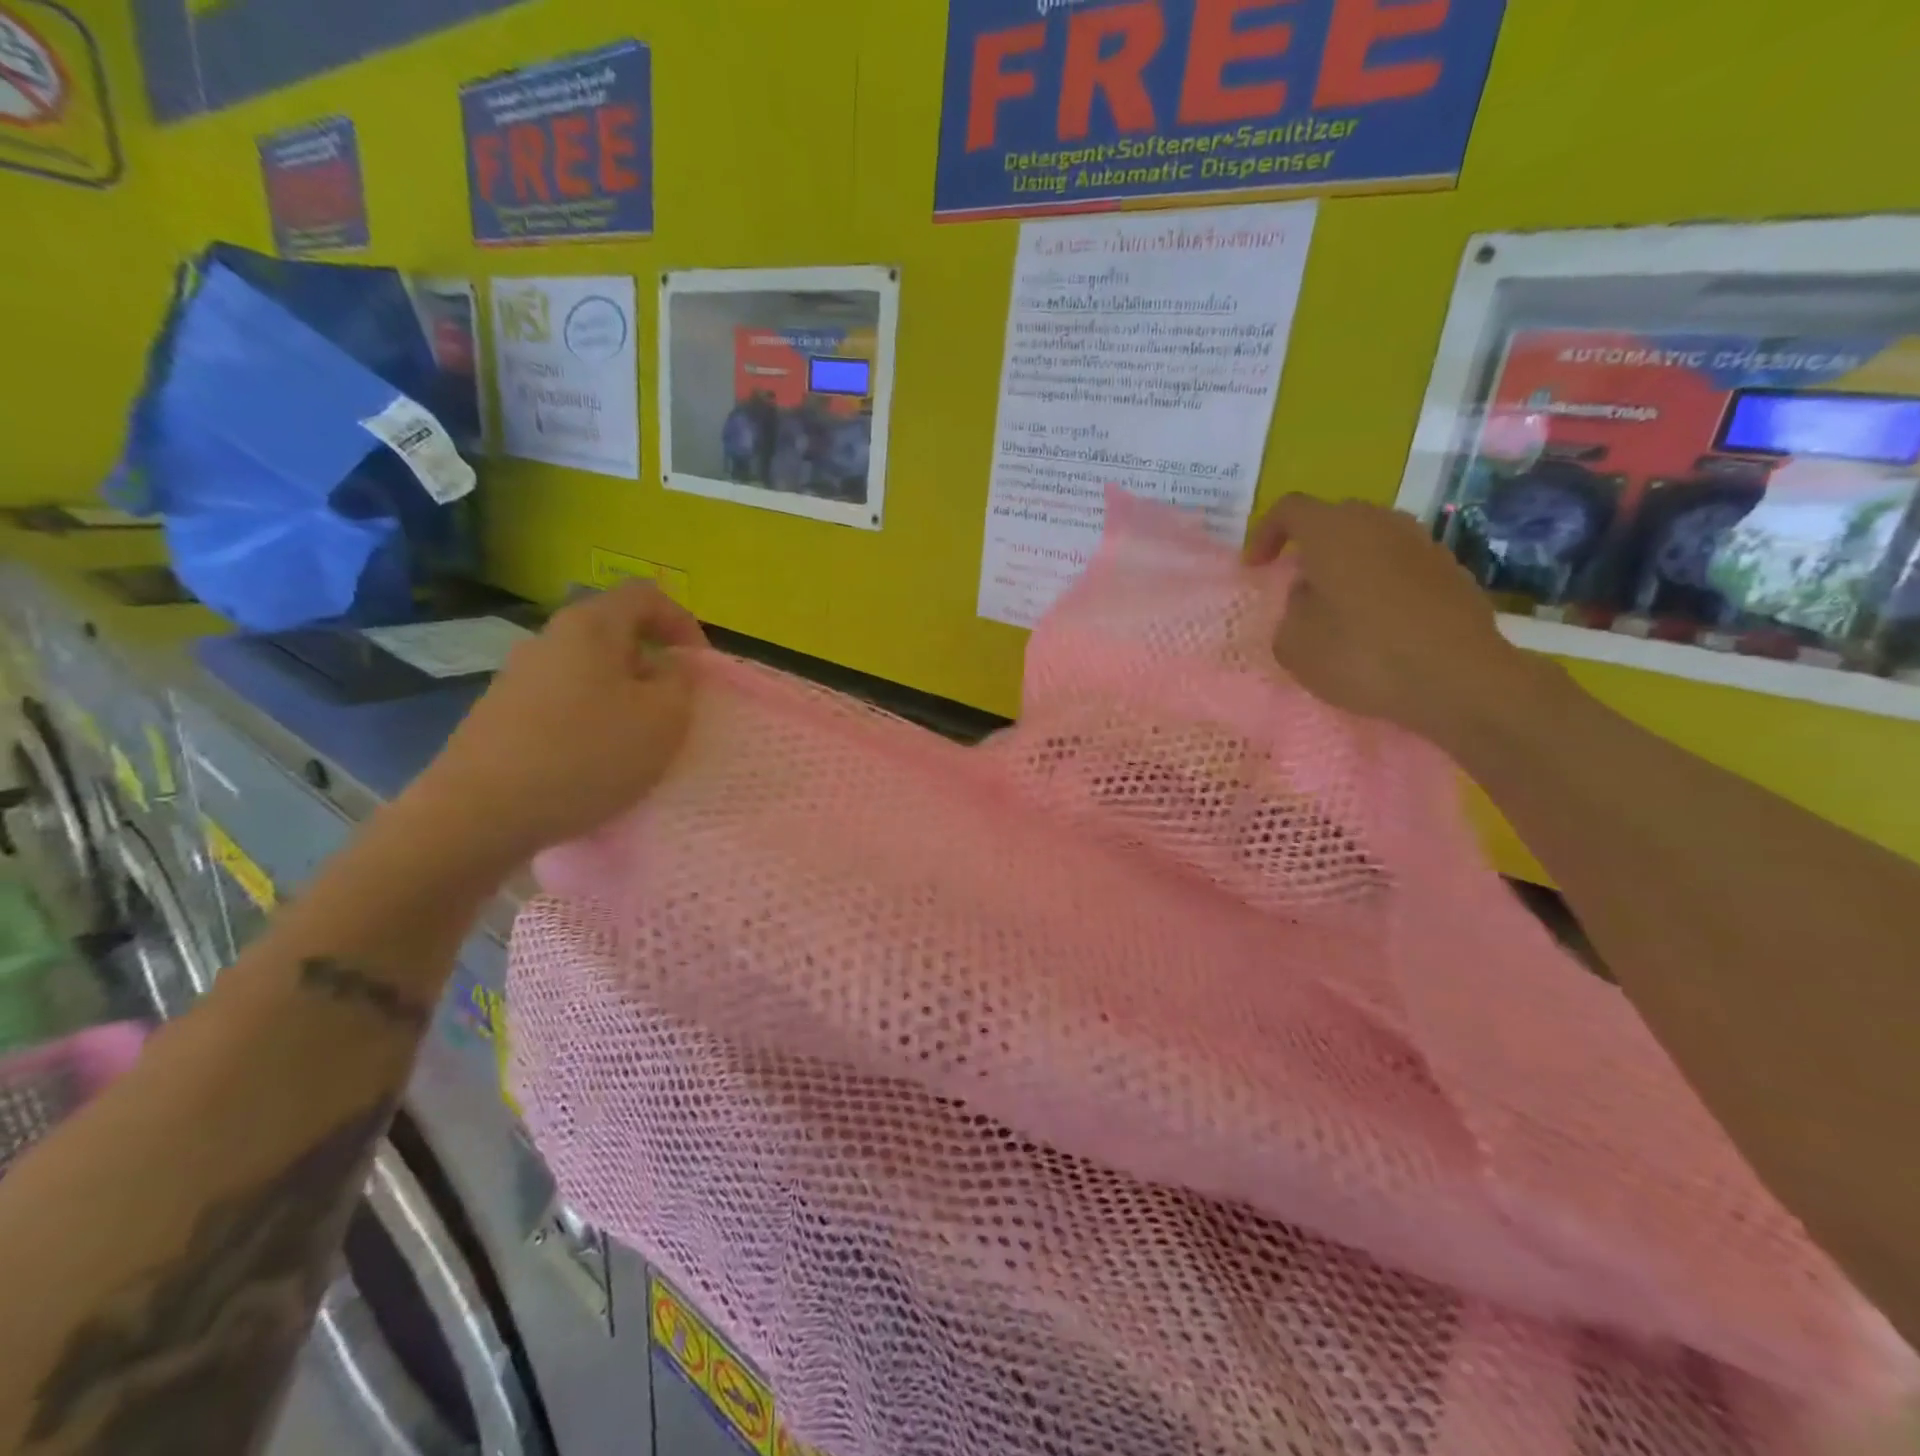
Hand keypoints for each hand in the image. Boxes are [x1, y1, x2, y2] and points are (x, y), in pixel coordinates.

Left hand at [408, 583, 705, 865]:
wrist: (481, 811)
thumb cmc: (587, 754)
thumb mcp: (664, 718)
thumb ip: (680, 682)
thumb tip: (668, 668)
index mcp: (592, 625)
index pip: (647, 596)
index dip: (683, 623)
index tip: (699, 667)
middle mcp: (551, 637)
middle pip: (616, 633)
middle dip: (654, 665)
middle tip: (674, 707)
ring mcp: (520, 674)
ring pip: (590, 670)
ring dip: (623, 696)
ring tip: (638, 740)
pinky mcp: (503, 712)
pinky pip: (565, 701)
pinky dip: (592, 719)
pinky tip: (595, 761)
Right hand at [1244, 495, 1540, 743]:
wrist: (1458, 679)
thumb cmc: (1362, 656)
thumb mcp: (1294, 644)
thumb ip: (1291, 610)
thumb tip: (1311, 595)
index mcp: (1333, 532)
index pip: (1290, 509)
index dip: (1265, 534)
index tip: (1256, 567)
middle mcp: (1380, 523)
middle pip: (1335, 518)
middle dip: (1311, 546)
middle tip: (1298, 584)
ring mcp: (1422, 543)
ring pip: (1372, 539)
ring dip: (1349, 563)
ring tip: (1338, 606)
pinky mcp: (1451, 570)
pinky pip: (1401, 564)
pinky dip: (1381, 582)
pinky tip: (1379, 623)